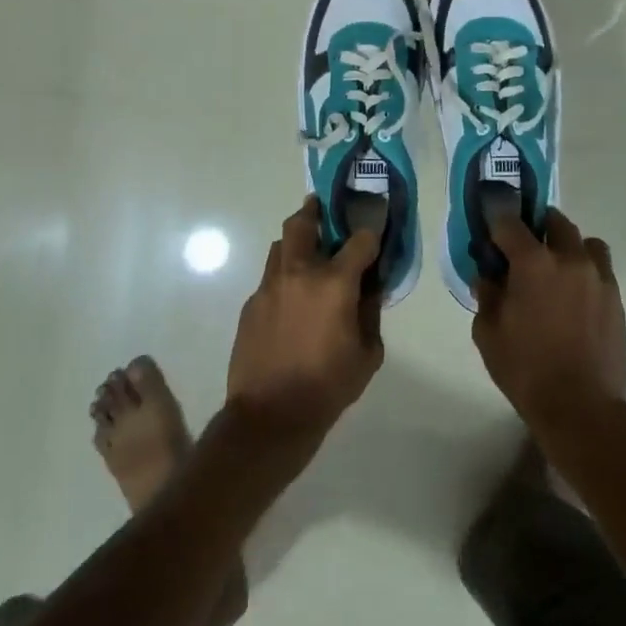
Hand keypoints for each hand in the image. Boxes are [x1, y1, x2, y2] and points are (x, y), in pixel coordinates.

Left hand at [226, 197, 384, 443]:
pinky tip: (291, 299)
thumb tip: (369, 290)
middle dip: (314, 211)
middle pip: (302, 223)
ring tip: (307, 254)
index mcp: (334, 282)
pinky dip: (283, 276)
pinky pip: (269, 277)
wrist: (269, 416)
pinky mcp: (251, 304)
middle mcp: (299, 273)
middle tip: (322, 209)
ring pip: (280, 246)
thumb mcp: (367, 354)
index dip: (370, 234)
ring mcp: (269, 286)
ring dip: (295, 242)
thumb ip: (370, 314)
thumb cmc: (327, 386)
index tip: (375, 235)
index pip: (359, 240)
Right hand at [473, 209, 625, 435]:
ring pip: (584, 242)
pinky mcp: (616, 297)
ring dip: (567, 246)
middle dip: (536, 227)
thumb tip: (489, 276)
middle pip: (554, 222)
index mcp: (533, 262)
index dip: (496, 220)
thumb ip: (486, 295)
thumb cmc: (526, 370)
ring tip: (556, 270)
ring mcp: (598, 276)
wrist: (581, 407)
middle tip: (523, 249)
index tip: (490, 227)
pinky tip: (574, 296)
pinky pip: (600, 268)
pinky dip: (585, 270)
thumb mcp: (488, 333)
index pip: (509, 222)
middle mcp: (569, 259)